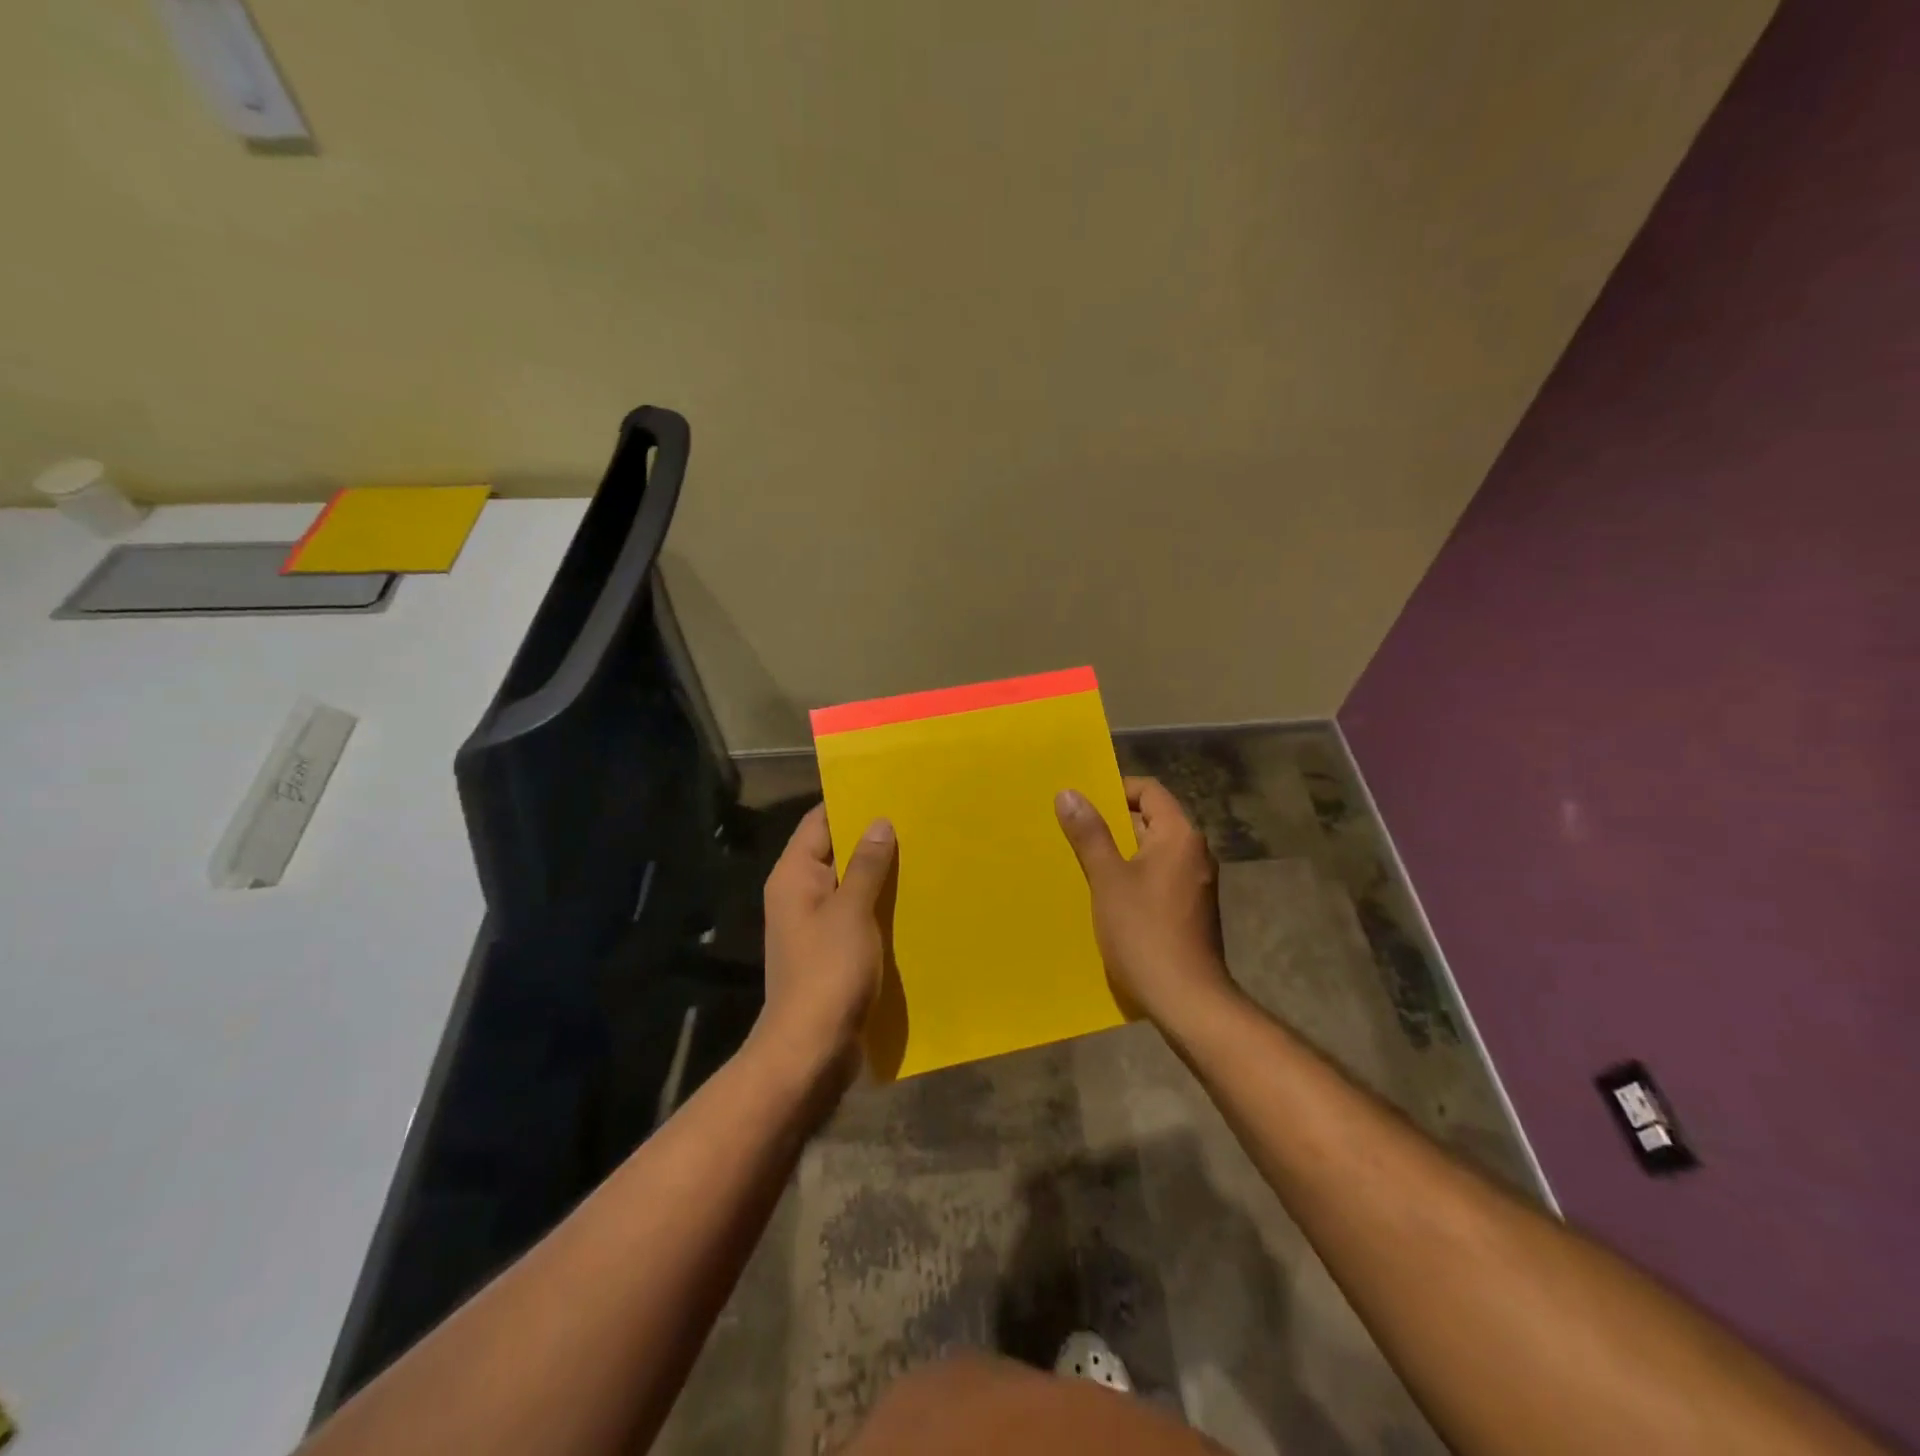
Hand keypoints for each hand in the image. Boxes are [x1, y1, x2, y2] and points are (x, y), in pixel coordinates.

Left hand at [754, 803, 896, 1084]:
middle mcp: (799, 894)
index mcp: (794, 876)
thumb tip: (878, 822)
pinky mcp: (831, 951)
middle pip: (835, 852)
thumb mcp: (852, 912)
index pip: (819, 822)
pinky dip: (879, 905)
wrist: (810, 1049)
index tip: (890, 789)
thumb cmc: (828, 972)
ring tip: (923, 853)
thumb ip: (866, 865)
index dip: (851, 803)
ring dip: (880, 874)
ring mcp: (815, 925)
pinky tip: (914, 899)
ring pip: (850, 885)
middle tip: (917, 819)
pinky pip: (857, 915)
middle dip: (872, 838)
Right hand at [1055, 777, 1233, 1025]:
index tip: (1082, 802)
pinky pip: (1160, 876)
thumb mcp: (1108, 880)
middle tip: (1074, 829)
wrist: (1187, 999)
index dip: (1116, 789)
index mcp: (1180, 835)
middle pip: (1152, 819)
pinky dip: (1134, 875)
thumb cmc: (1144, 932)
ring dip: (1121, 851)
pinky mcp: (1192, 908)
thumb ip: (1090, 834)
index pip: (1149, 791)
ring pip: (1153, 851)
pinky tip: (1106, 895)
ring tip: (1082, 860)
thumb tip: (1069, 793)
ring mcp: (1196, 882)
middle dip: (1113, 822)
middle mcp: (1195, 852)